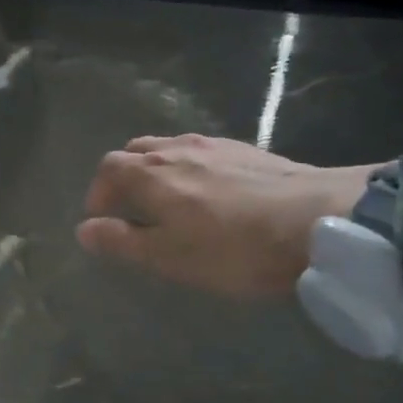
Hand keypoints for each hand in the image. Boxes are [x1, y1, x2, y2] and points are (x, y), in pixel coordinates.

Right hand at [76, 134, 382, 298]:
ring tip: (170, 200)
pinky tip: (212, 192)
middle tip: (131, 209)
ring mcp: (215, 145)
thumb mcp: (169, 256)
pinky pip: (203, 152)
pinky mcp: (249, 150)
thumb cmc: (234, 248)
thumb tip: (83, 229)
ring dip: (157, 170)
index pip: (108, 169)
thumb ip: (122, 241)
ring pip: (170, 148)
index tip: (101, 220)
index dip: (98, 193)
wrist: (319, 222)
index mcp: (151, 174)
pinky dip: (190, 168)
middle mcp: (177, 150)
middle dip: (124, 177)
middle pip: (136, 151)